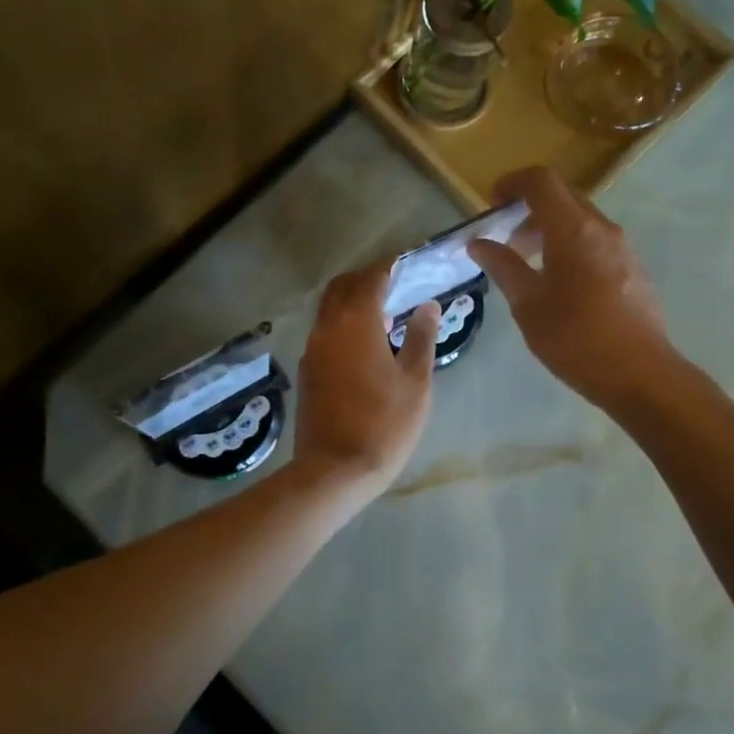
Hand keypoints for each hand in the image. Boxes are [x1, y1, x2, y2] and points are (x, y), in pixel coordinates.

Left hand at [294, 261, 439, 493]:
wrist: (334, 470)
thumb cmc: (384, 424)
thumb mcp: (415, 381)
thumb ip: (421, 337)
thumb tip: (427, 305)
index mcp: (356, 323)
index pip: (371, 278)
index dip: (388, 266)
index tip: (405, 262)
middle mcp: (327, 328)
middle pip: (341, 287)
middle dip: (365, 279)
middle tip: (392, 285)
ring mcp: (312, 350)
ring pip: (328, 310)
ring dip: (351, 302)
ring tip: (382, 316)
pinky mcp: (307, 371)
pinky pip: (324, 332)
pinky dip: (342, 325)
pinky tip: (363, 346)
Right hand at [468, 166, 681, 411]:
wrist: (639, 374)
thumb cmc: (575, 338)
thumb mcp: (528, 303)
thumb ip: (502, 266)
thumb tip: (478, 243)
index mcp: (573, 229)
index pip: (541, 181)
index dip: (512, 183)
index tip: (491, 203)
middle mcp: (602, 228)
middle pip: (562, 197)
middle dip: (529, 209)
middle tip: (505, 240)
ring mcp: (623, 248)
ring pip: (580, 220)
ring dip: (549, 230)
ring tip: (528, 265)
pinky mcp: (633, 268)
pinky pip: (595, 241)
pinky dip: (570, 245)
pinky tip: (558, 284)